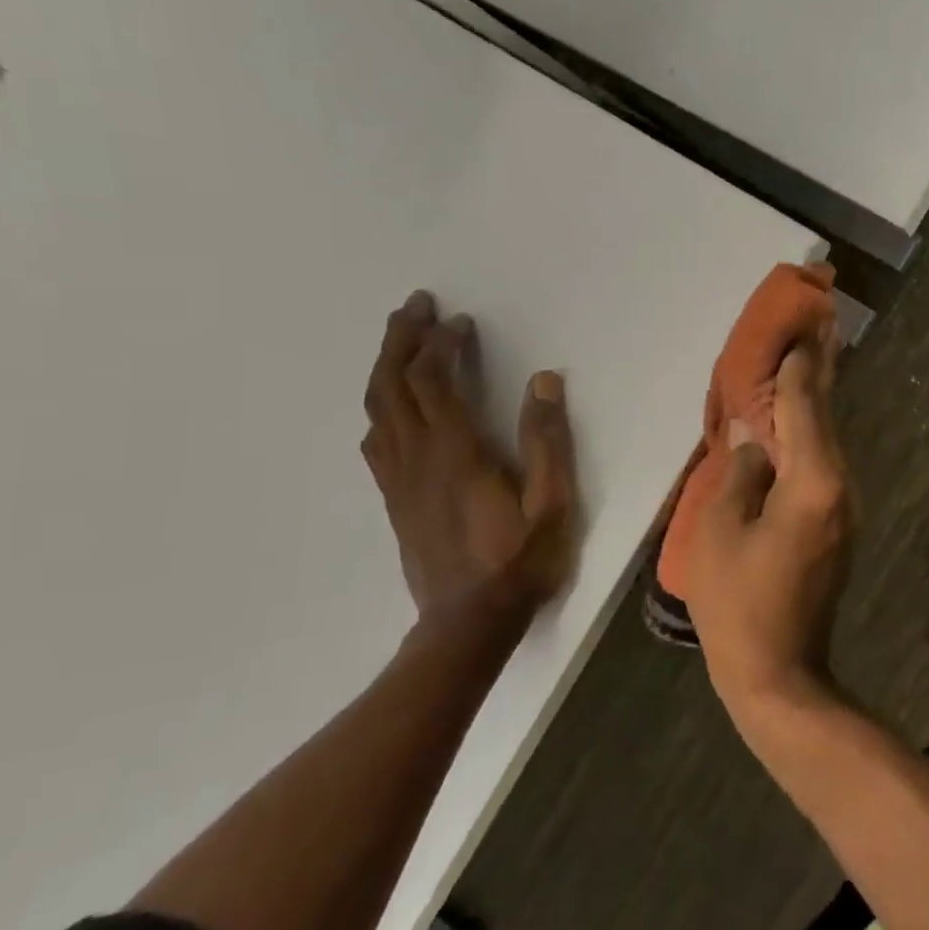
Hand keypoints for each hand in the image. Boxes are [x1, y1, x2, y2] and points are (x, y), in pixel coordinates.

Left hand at [360, 290, 578, 634]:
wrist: (468, 623)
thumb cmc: (519, 561)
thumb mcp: (552, 503)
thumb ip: (547, 441)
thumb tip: (544, 380)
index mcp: (456, 452)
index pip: (434, 381)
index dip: (442, 344)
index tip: (461, 321)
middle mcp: (417, 457)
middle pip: (392, 385)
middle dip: (401, 339)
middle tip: (415, 305)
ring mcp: (399, 479)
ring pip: (377, 409)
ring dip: (385, 366)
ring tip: (400, 339)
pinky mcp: (394, 499)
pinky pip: (376, 440)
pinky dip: (380, 407)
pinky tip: (390, 406)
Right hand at [680, 341, 853, 716]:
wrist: (778, 672)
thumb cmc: (738, 603)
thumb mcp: (720, 530)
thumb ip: (740, 471)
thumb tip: (752, 434)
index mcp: (812, 481)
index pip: (804, 406)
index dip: (798, 365)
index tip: (801, 326)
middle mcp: (839, 486)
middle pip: (825, 416)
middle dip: (818, 371)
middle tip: (818, 326)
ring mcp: (843, 507)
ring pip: (827, 441)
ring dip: (814, 402)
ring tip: (805, 362)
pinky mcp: (837, 525)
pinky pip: (822, 465)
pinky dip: (809, 435)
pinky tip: (795, 422)